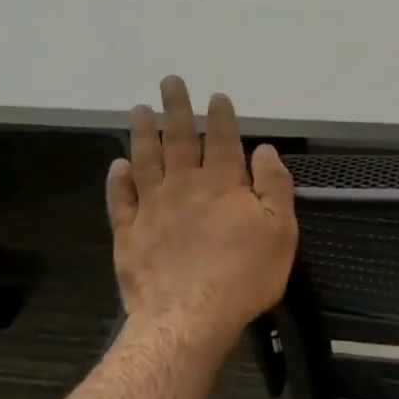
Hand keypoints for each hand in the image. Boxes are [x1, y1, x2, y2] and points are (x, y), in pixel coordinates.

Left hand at [106, 77, 296, 348]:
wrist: (190, 316)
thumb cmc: (245, 275)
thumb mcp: (281, 231)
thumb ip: (274, 186)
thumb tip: (265, 150)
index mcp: (223, 184)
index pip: (223, 141)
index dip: (221, 117)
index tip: (216, 96)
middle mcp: (184, 186)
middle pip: (179, 139)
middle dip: (177, 109)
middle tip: (169, 81)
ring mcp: (152, 208)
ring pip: (145, 160)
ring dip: (142, 133)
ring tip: (138, 110)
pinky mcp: (129, 233)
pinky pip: (121, 199)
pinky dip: (118, 179)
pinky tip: (117, 164)